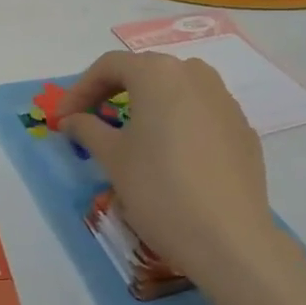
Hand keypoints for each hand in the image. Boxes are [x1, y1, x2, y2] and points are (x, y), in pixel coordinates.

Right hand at [56, 50, 299, 303]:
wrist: (228, 239)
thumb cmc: (158, 188)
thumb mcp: (112, 157)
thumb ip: (87, 128)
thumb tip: (71, 119)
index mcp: (158, 73)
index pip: (109, 66)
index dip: (79, 89)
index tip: (63, 118)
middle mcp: (194, 74)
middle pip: (144, 72)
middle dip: (112, 92)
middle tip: (90, 120)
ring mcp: (225, 100)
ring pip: (175, 90)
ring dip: (147, 104)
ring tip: (129, 134)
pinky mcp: (242, 129)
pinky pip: (200, 113)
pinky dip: (176, 122)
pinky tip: (168, 155)